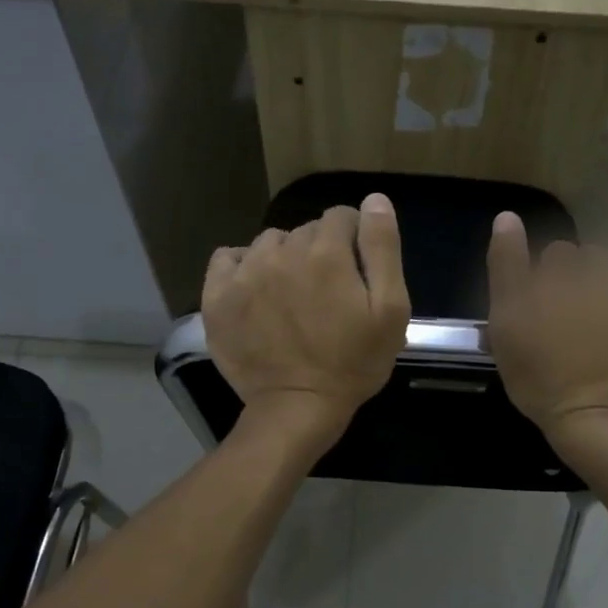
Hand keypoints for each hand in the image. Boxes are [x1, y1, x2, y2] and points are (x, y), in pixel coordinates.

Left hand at [203, 195, 410, 453]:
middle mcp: (281, 251)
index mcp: (326, 252)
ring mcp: (244, 272)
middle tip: (326, 292)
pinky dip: (241, 267)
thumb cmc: (353, 363)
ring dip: (282, 258)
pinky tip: (254, 290)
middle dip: (319, 251)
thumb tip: (374, 200)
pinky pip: (227, 259)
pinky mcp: (217, 296)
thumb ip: (383, 248)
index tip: (356, 271)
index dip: (354, 239)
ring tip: (290, 295)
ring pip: (268, 243)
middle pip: (305, 230)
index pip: (342, 216)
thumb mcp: (391, 310)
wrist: (297, 407)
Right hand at [486, 212, 607, 465]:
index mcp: (576, 268)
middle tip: (576, 329)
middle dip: (586, 286)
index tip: (545, 316)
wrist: (598, 422)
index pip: (559, 256)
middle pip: (598, 265)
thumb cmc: (542, 373)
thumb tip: (508, 216)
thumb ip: (506, 264)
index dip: (548, 284)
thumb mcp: (506, 318)